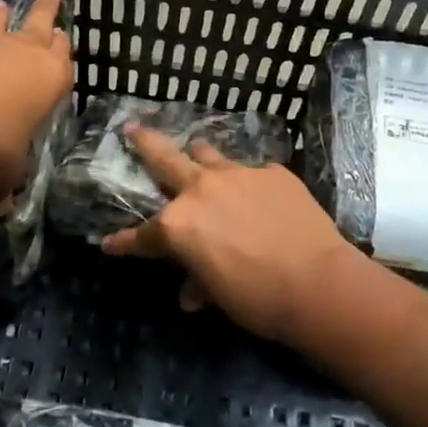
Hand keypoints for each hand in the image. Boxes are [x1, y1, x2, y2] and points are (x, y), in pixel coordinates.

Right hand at [102, 126, 353, 343]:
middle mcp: (200, 190)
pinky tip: (261, 198)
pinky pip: (252, 173)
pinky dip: (248, 185)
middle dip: (143, 142)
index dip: (123, 243)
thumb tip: (190, 293)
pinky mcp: (272, 172)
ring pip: (208, 154)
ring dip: (199, 157)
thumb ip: (198, 282)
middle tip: (130, 128)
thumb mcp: (218, 295)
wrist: (318, 283)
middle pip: (163, 158)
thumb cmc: (257, 298)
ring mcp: (238, 174)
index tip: (109, 244)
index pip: (142, 236)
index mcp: (178, 225)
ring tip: (198, 155)